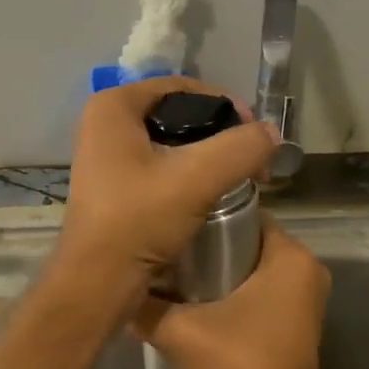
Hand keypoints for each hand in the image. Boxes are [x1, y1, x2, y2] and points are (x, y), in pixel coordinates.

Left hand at [56, 77, 276, 294]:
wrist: (97, 282)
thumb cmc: (139, 220)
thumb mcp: (197, 178)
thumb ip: (241, 147)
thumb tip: (271, 134)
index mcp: (113, 107)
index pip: (181, 87)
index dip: (223, 104)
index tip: (253, 133)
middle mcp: (103, 124)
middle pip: (176, 114)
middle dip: (217, 133)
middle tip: (249, 158)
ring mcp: (104, 157)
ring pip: (169, 143)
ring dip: (205, 156)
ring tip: (236, 177)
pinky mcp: (112, 186)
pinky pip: (157, 167)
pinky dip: (186, 175)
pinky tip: (209, 194)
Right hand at [131, 214, 329, 368]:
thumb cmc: (236, 367)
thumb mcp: (178, 330)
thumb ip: (146, 304)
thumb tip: (118, 286)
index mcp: (291, 257)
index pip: (242, 215)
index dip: (204, 218)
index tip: (170, 224)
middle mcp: (306, 269)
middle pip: (245, 242)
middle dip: (206, 246)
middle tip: (164, 250)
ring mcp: (303, 298)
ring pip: (250, 269)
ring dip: (215, 272)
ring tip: (171, 274)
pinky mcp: (294, 322)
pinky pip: (258, 291)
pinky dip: (230, 293)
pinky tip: (192, 302)